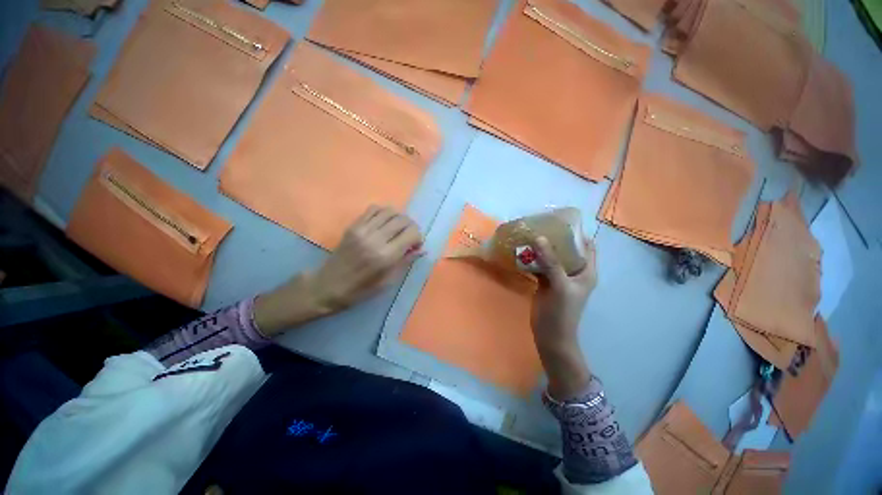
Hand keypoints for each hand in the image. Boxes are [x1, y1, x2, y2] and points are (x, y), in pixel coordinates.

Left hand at [255, 206, 423, 335]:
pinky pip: (373, 209)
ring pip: (389, 211)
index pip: (411, 233)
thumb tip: (422, 249)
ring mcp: (362, 229)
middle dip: (411, 226)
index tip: (416, 245)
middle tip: (409, 236)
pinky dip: (384, 212)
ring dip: (399, 218)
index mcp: (385, 256)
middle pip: (402, 220)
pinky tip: (385, 222)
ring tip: (398, 228)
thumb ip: (406, 262)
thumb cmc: (360, 290)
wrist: (328, 285)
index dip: (418, 237)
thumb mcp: (387, 282)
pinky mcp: (353, 225)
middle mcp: (375, 239)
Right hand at [530, 236, 596, 399]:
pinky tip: (521, 251)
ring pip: (551, 257)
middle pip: (567, 249)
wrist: (550, 335)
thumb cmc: (562, 312)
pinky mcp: (545, 282)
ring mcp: (558, 276)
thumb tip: (539, 238)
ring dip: (541, 247)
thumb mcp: (560, 285)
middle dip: (555, 237)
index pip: (588, 246)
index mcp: (586, 271)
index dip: (578, 233)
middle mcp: (574, 271)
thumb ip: (551, 262)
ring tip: (528, 234)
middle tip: (539, 225)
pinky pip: (539, 265)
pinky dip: (532, 258)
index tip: (561, 221)